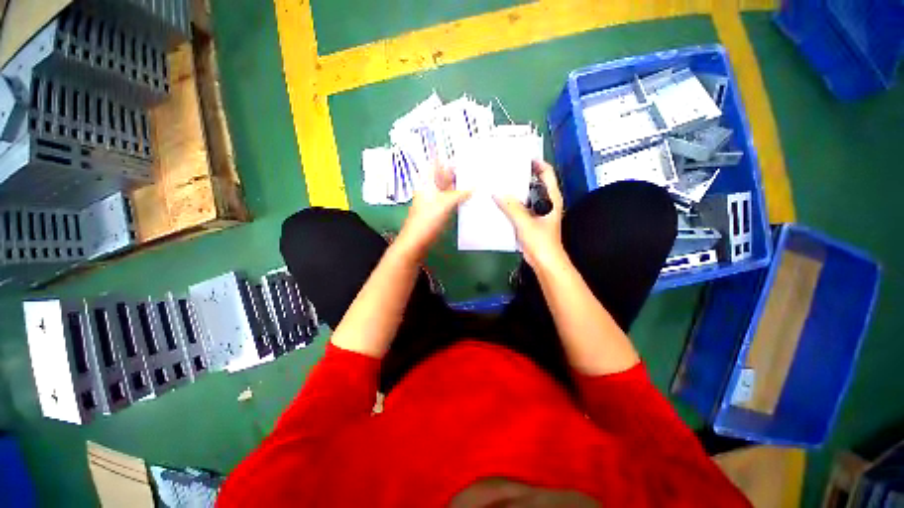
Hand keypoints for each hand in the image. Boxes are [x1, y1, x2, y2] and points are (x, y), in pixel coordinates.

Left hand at [395, 164, 470, 259]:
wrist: (417, 241)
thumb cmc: (427, 219)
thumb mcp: (445, 203)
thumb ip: (460, 193)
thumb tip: (474, 186)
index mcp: (427, 182)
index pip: (436, 163)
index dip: (447, 157)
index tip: (462, 154)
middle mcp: (430, 189)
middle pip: (443, 176)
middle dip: (457, 172)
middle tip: (475, 168)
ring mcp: (434, 200)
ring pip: (447, 189)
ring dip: (459, 186)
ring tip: (476, 180)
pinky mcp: (438, 211)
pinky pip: (449, 200)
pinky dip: (458, 198)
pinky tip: (469, 197)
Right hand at [494, 160, 566, 269]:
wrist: (544, 262)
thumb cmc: (540, 241)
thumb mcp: (524, 222)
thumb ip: (511, 207)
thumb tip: (497, 193)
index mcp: (551, 198)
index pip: (547, 173)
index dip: (537, 163)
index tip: (521, 158)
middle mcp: (546, 202)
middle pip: (534, 183)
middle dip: (521, 176)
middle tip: (505, 172)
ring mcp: (538, 212)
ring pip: (526, 196)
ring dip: (515, 191)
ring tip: (500, 185)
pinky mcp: (531, 221)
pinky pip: (521, 208)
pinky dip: (512, 204)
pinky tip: (500, 204)